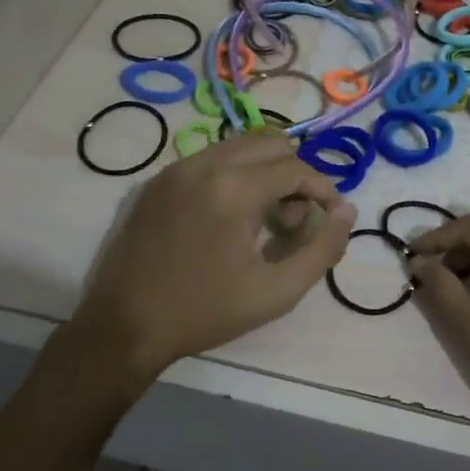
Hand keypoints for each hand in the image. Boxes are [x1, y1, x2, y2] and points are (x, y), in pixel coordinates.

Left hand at [75, 132, 355, 377]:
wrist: (123, 327)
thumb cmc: (205, 312)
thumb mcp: (277, 291)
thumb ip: (322, 248)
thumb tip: (346, 211)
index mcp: (233, 188)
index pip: (296, 167)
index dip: (323, 189)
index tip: (329, 218)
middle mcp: (203, 164)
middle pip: (270, 143)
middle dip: (294, 175)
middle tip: (293, 220)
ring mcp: (174, 169)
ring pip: (238, 146)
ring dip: (264, 171)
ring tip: (263, 219)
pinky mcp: (155, 182)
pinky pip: (208, 159)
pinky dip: (232, 175)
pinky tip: (227, 218)